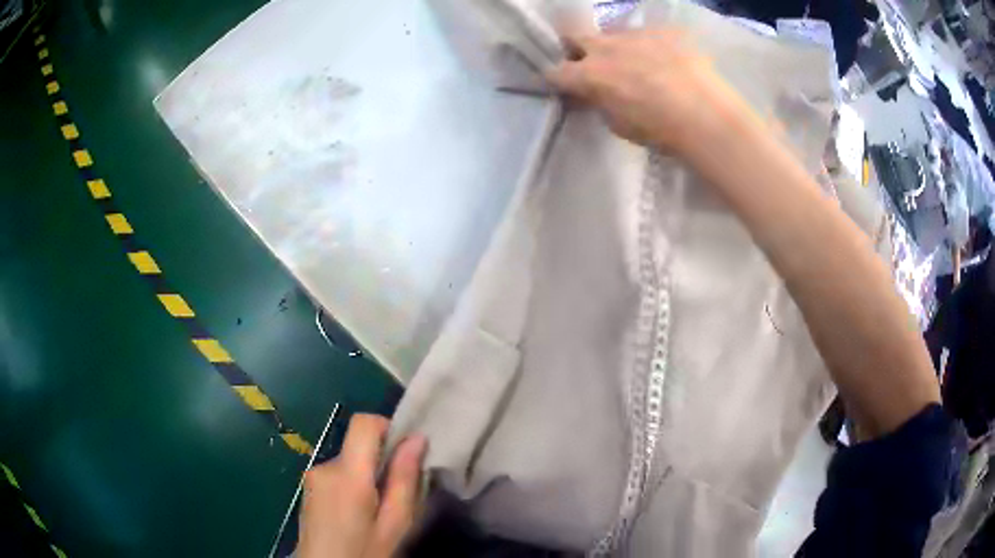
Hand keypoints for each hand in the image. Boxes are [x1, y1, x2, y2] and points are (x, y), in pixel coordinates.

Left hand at [298, 414, 426, 557]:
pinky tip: (357, 514)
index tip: (405, 453)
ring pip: (349, 462)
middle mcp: (325, 466)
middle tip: (397, 496)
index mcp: (348, 475)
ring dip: (366, 477)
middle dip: (381, 463)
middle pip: (358, 446)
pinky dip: (351, 485)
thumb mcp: (395, 524)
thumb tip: (417, 439)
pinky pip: (336, 474)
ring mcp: (312, 476)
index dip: (387, 428)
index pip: (364, 423)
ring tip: (377, 511)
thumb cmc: (364, 552)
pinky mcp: (307, 487)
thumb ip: (404, 480)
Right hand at [546, 28, 743, 156]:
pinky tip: (671, 63)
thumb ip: (601, 104)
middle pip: (574, 35)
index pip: (556, 72)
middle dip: (575, 46)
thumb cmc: (660, 130)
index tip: (562, 84)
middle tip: (589, 61)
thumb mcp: (619, 125)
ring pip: (615, 34)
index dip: (556, 78)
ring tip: (641, 64)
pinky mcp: (664, 30)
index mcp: (590, 75)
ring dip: (618, 47)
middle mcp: (606, 47)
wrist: (707, 116)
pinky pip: (650, 35)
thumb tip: (597, 95)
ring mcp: (635, 34)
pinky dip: (653, 47)